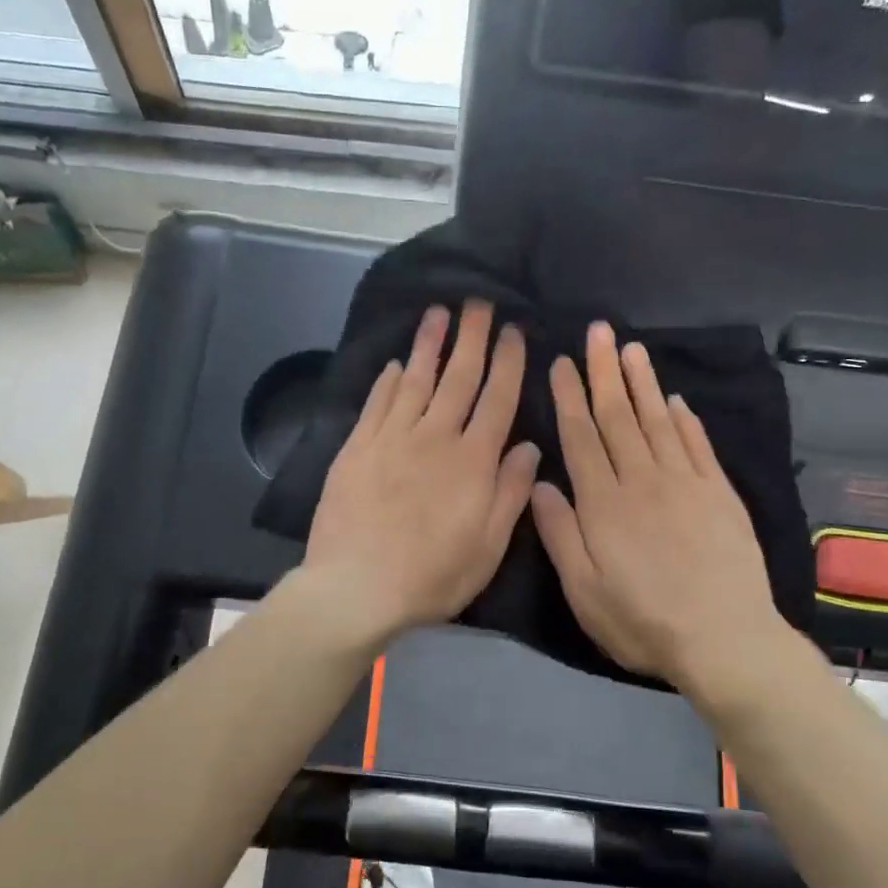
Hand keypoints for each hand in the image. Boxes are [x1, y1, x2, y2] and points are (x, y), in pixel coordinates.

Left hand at [303, 301, 540, 647]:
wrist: (357, 586)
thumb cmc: (432, 574)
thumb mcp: (488, 546)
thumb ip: (511, 492)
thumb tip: (531, 447)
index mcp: (473, 460)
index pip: (497, 399)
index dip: (508, 363)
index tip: (513, 331)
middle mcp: (435, 437)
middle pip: (458, 378)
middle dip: (471, 337)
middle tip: (478, 302)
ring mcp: (392, 438)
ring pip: (416, 380)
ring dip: (429, 344)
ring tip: (438, 312)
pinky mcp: (358, 447)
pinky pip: (378, 404)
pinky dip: (389, 380)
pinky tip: (397, 363)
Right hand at [530, 322, 795, 696]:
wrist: (725, 640)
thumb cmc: (642, 621)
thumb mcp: (583, 590)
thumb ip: (559, 534)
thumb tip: (539, 482)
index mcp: (603, 503)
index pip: (581, 436)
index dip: (569, 397)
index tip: (562, 362)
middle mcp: (642, 480)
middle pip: (618, 416)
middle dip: (604, 371)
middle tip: (597, 331)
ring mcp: (685, 483)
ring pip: (657, 421)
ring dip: (643, 382)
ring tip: (631, 348)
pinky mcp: (719, 493)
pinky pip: (698, 445)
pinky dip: (685, 419)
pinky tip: (675, 399)